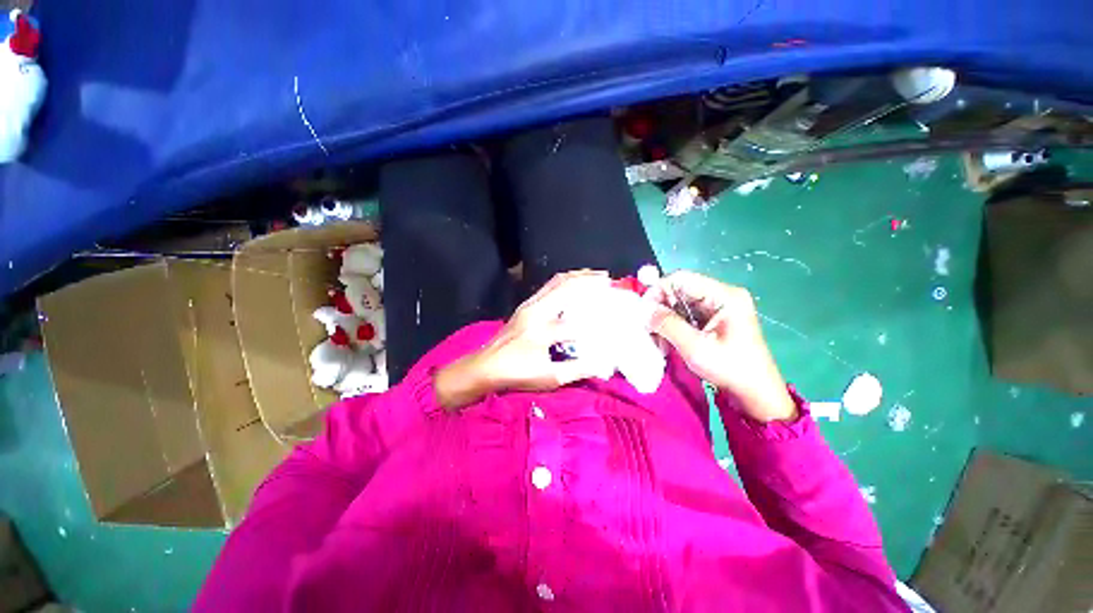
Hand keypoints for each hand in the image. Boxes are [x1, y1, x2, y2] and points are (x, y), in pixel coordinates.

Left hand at [434, 271, 611, 409]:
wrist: (484, 367)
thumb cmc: (515, 373)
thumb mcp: (549, 378)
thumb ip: (577, 370)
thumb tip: (603, 364)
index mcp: (542, 329)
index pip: (577, 321)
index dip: (599, 319)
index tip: (615, 313)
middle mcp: (536, 310)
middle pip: (566, 286)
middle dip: (589, 279)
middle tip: (608, 279)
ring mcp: (529, 305)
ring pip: (556, 282)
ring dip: (577, 276)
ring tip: (594, 276)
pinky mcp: (525, 306)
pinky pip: (549, 286)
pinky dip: (565, 281)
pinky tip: (573, 285)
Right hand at [645, 271, 797, 422]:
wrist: (756, 394)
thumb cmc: (730, 369)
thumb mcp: (695, 347)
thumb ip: (667, 324)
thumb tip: (643, 309)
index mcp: (724, 296)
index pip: (681, 278)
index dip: (658, 290)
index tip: (643, 310)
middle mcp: (722, 295)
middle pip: (680, 289)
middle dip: (660, 307)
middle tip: (647, 326)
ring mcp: (718, 307)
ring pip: (680, 303)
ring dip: (664, 318)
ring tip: (656, 337)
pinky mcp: (714, 319)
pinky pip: (685, 314)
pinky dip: (672, 325)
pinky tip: (666, 340)